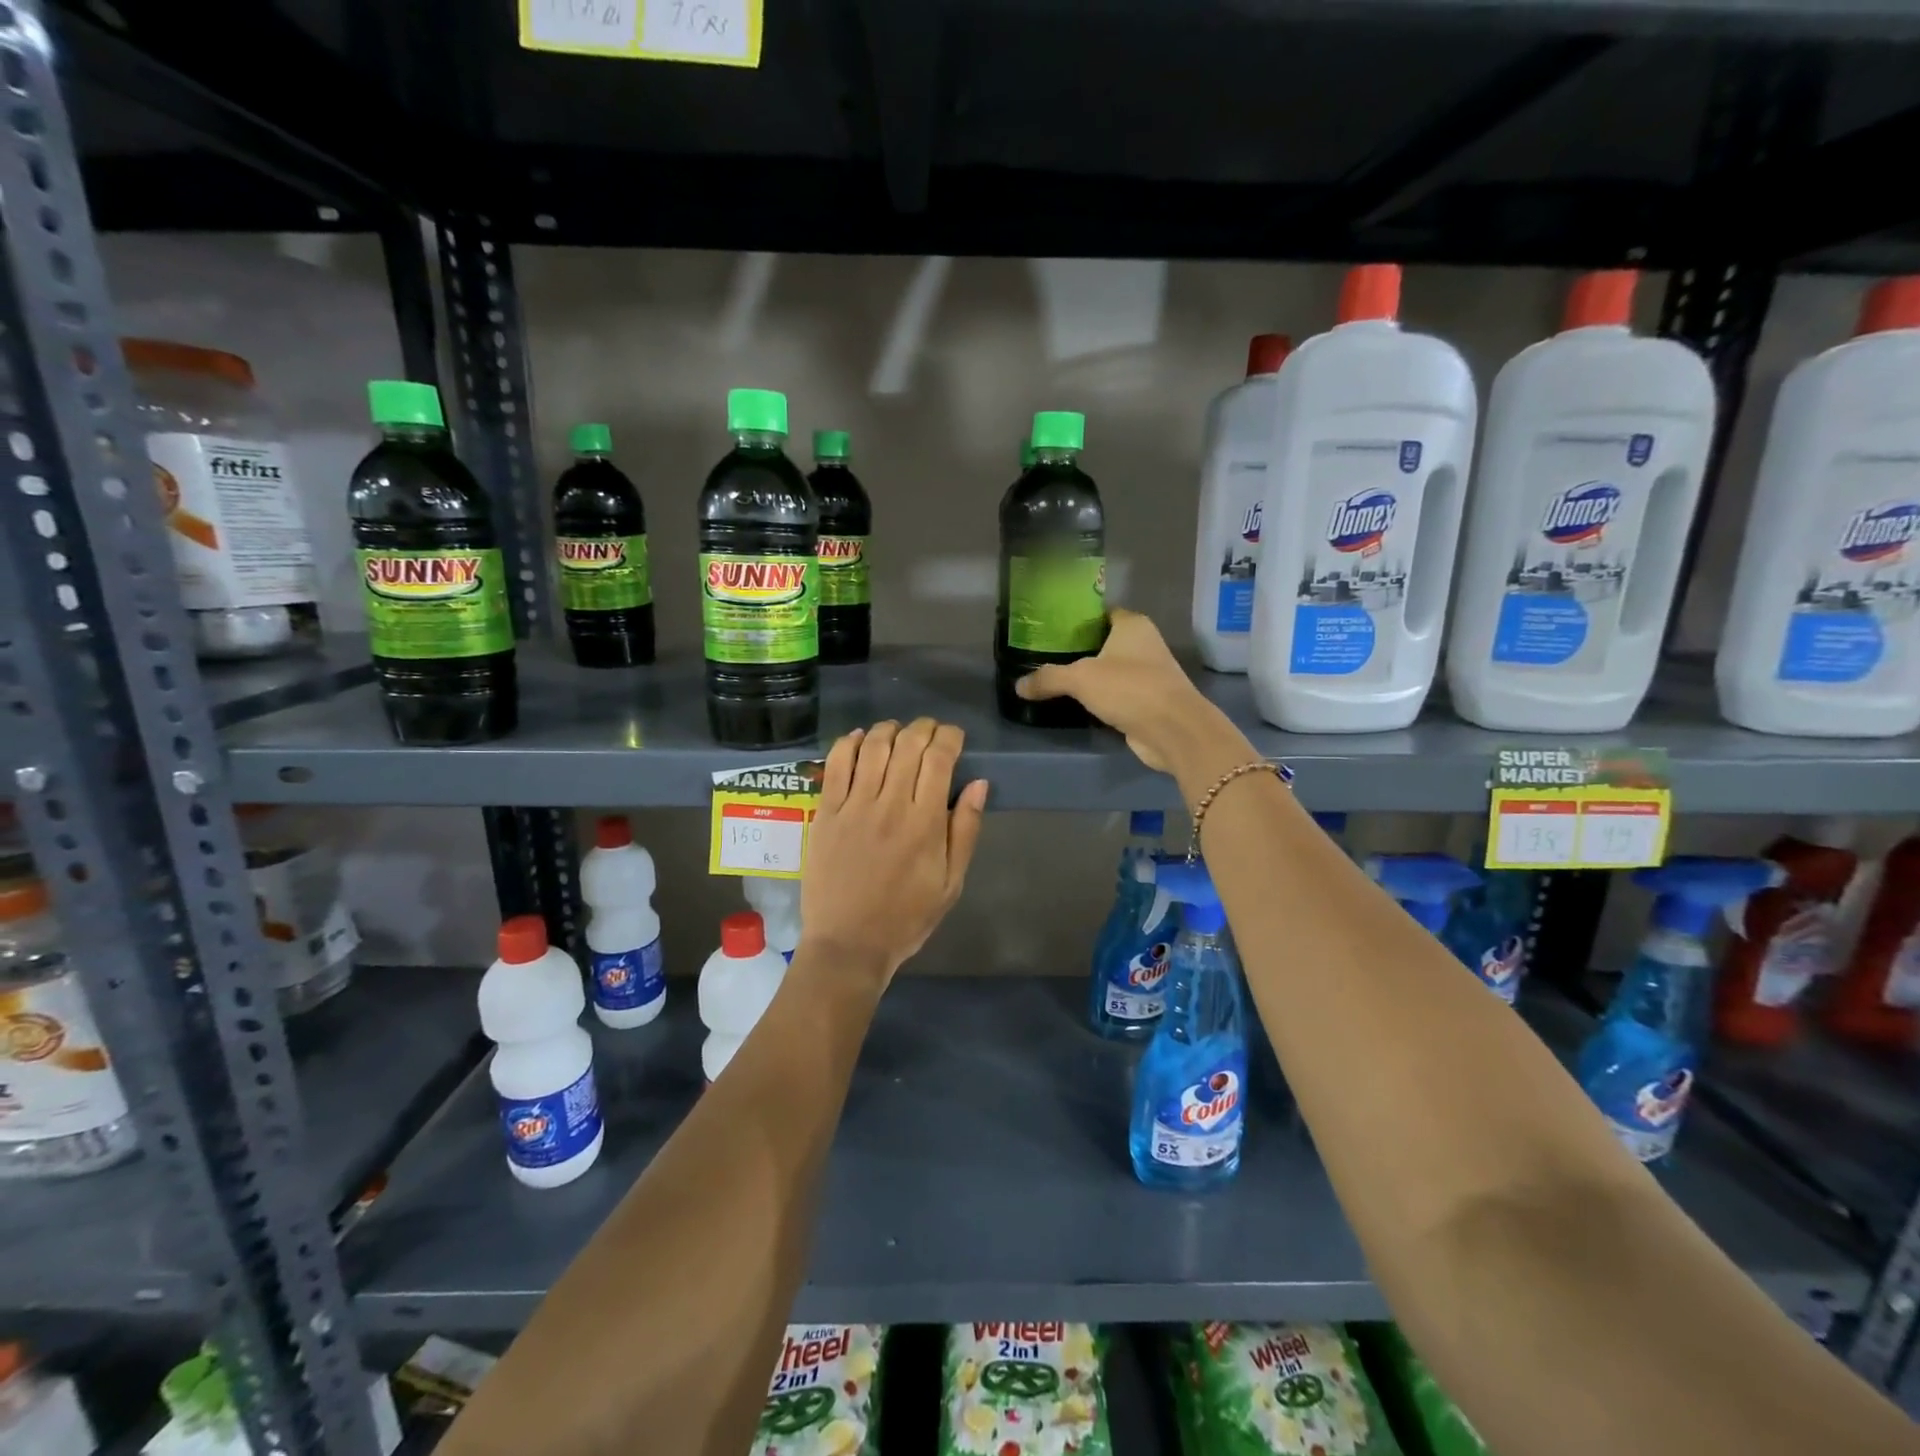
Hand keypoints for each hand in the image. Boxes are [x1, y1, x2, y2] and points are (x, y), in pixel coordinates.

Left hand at [801, 718, 988, 982]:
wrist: (848, 944)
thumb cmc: (906, 917)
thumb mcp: (951, 883)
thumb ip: (966, 830)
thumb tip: (978, 784)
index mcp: (925, 822)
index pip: (939, 758)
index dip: (950, 737)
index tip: (955, 737)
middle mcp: (890, 805)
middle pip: (908, 745)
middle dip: (923, 728)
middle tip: (930, 731)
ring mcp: (853, 806)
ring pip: (872, 747)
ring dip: (889, 729)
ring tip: (898, 731)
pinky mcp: (826, 813)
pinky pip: (835, 765)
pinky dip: (848, 743)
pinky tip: (859, 739)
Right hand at [1015, 609, 1234, 773]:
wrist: (1173, 730)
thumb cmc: (1130, 688)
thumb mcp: (1080, 679)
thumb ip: (1048, 678)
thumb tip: (1018, 686)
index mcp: (1132, 625)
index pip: (1100, 614)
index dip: (1076, 620)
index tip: (1049, 629)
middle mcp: (1144, 644)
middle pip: (1104, 642)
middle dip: (1078, 649)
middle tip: (1044, 656)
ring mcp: (1148, 674)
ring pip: (1110, 670)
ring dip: (1089, 676)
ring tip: (1054, 679)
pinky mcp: (1148, 701)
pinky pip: (1116, 694)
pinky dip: (1100, 698)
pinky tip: (1076, 703)